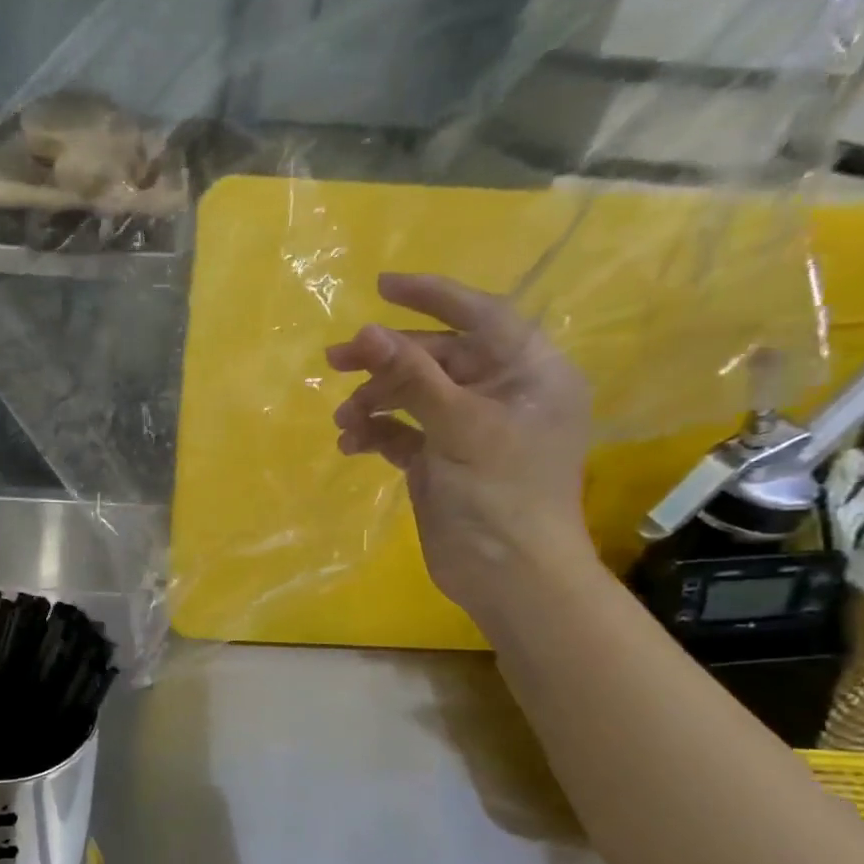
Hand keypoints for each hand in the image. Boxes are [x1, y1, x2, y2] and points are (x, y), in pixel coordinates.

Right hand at [327, 273, 592, 627]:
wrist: (508, 577)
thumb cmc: (500, 495)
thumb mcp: (458, 427)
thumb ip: (411, 377)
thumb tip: (366, 332)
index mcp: (529, 373)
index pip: (481, 315)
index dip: (433, 297)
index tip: (382, 286)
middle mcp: (501, 394)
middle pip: (437, 357)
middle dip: (386, 360)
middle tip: (334, 360)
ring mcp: (469, 429)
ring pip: (414, 396)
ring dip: (375, 403)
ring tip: (343, 422)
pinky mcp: (442, 460)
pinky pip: (403, 432)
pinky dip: (376, 434)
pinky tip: (351, 445)